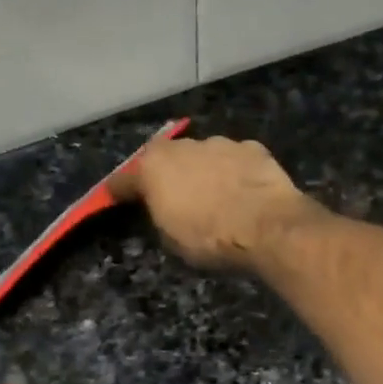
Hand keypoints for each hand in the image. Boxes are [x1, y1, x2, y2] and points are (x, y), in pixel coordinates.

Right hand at [111, 135, 317, 270]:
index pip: (124, 180)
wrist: (268, 226)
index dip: (119, 191)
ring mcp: (220, 143)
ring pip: (203, 156)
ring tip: (213, 195)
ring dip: (203, 171)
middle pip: (166, 160)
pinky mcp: (252, 148)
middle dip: (166, 175)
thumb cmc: (210, 238)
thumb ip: (161, 216)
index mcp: (154, 167)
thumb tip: (164, 209)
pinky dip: (234, 172)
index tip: (114, 197)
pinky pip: (234, 160)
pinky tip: (242, 191)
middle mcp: (183, 147)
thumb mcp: (172, 240)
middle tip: (173, 197)